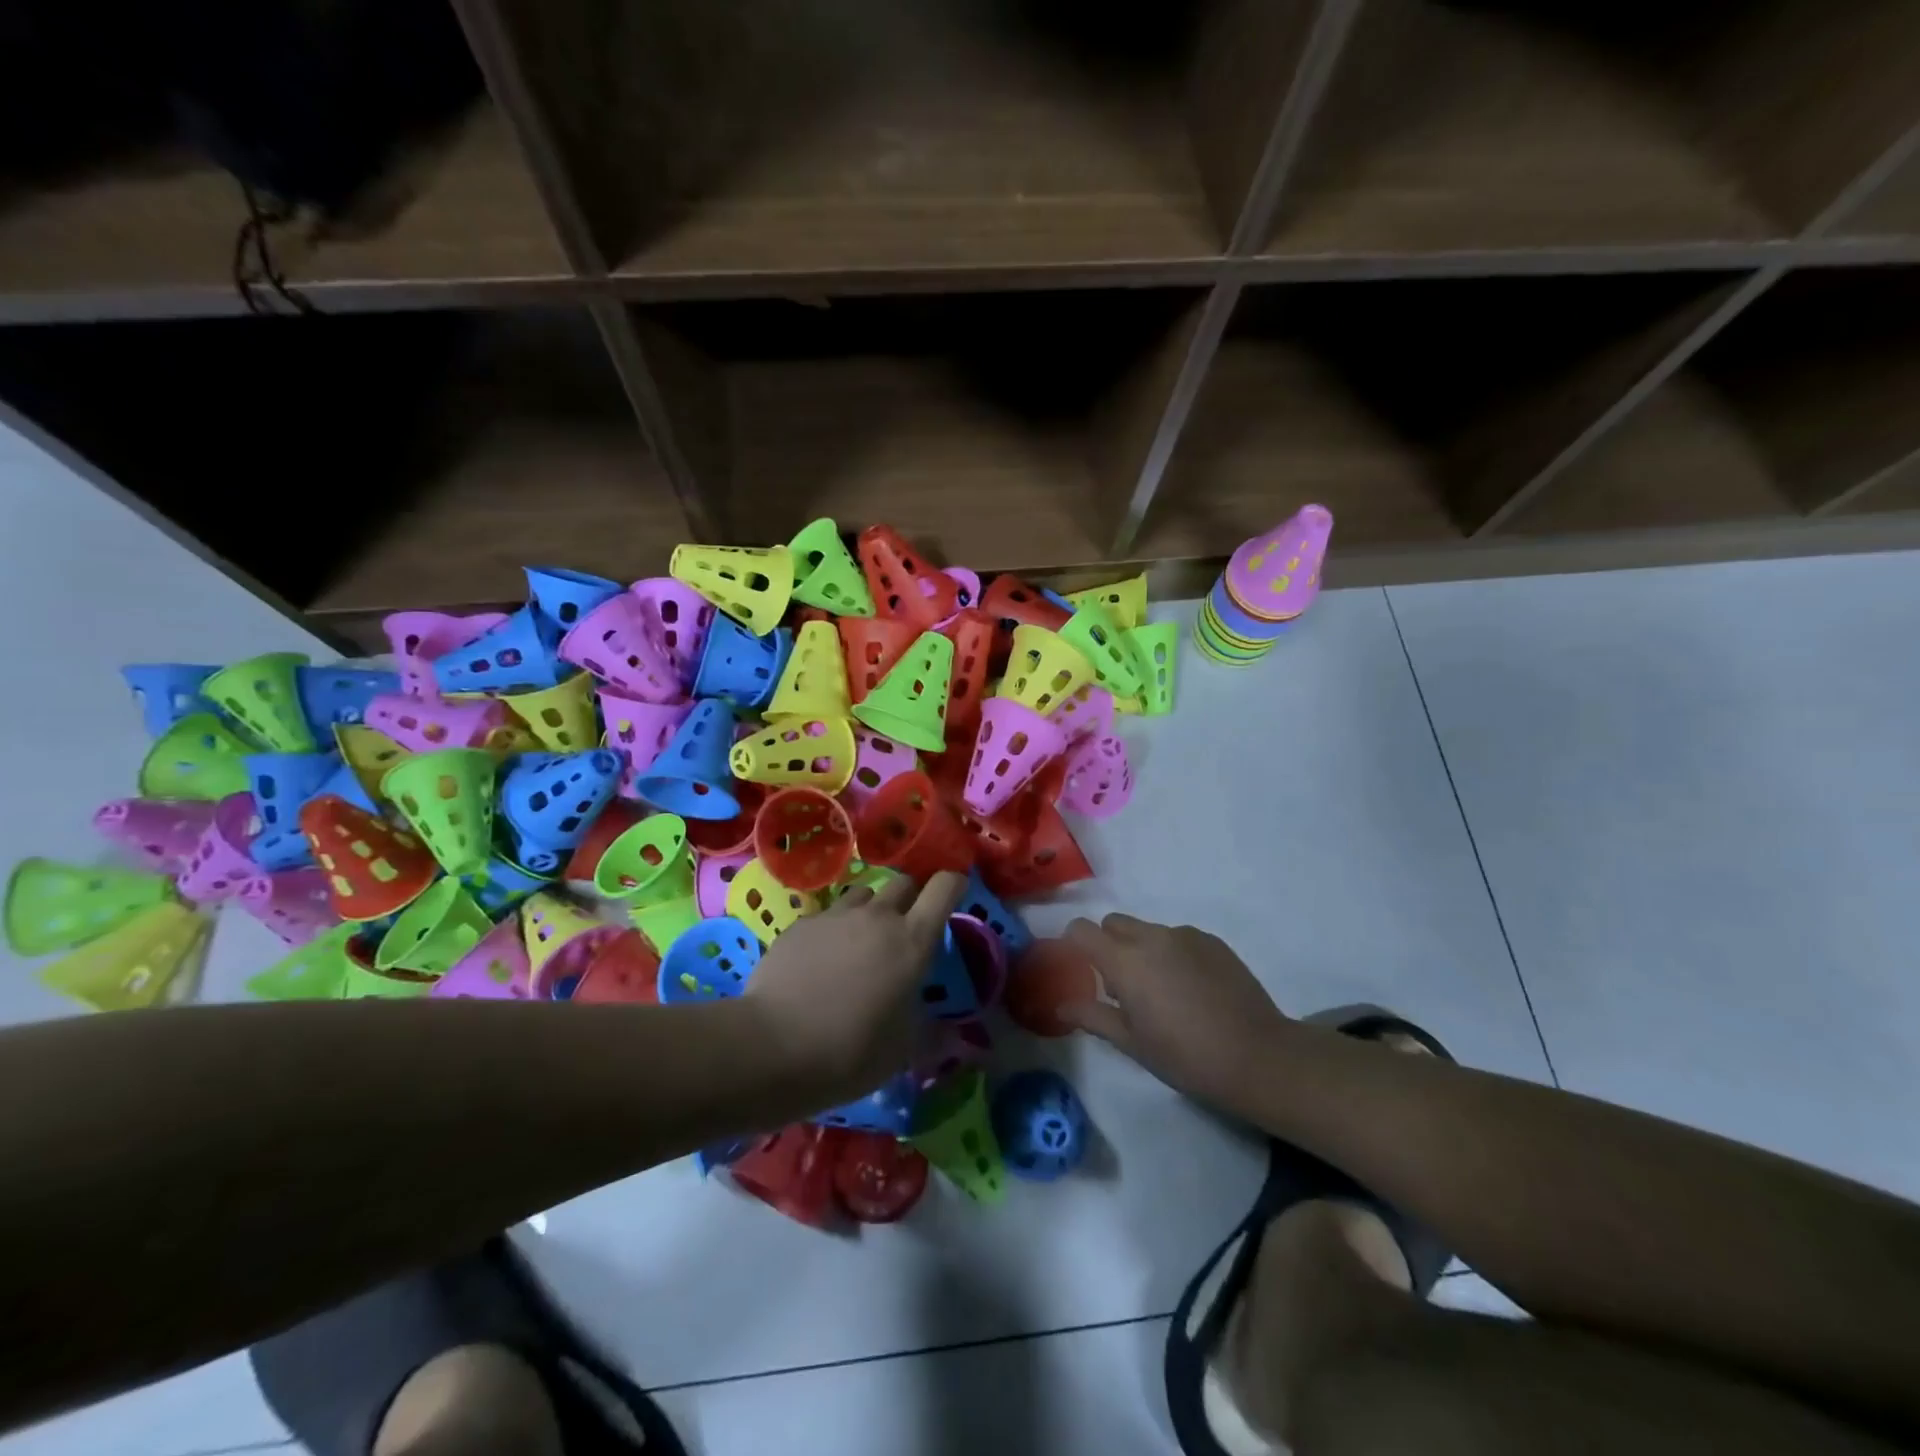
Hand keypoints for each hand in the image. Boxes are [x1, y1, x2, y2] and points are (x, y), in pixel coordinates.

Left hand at [741, 871, 966, 1108]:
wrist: (772, 1047)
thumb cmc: (851, 1051)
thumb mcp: (903, 1049)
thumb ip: (930, 1030)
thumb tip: (950, 1032)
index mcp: (912, 940)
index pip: (944, 887)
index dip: (954, 884)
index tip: (955, 894)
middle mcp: (877, 917)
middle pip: (903, 882)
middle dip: (910, 898)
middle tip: (904, 931)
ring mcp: (835, 916)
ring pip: (863, 894)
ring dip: (870, 911)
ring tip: (860, 944)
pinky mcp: (800, 925)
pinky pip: (827, 916)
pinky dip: (833, 931)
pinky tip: (820, 962)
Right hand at [1059, 913, 1291, 1115]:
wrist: (1258, 1056)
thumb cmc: (1186, 1056)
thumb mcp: (1132, 1044)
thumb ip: (1093, 1016)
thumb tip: (1062, 1005)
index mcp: (1125, 961)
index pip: (1082, 929)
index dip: (1074, 944)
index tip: (1078, 968)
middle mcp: (1152, 937)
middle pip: (1113, 923)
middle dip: (1108, 944)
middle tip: (1120, 985)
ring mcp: (1185, 935)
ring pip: (1147, 930)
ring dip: (1141, 950)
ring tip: (1161, 991)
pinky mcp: (1212, 941)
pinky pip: (1178, 938)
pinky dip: (1172, 954)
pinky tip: (1191, 989)